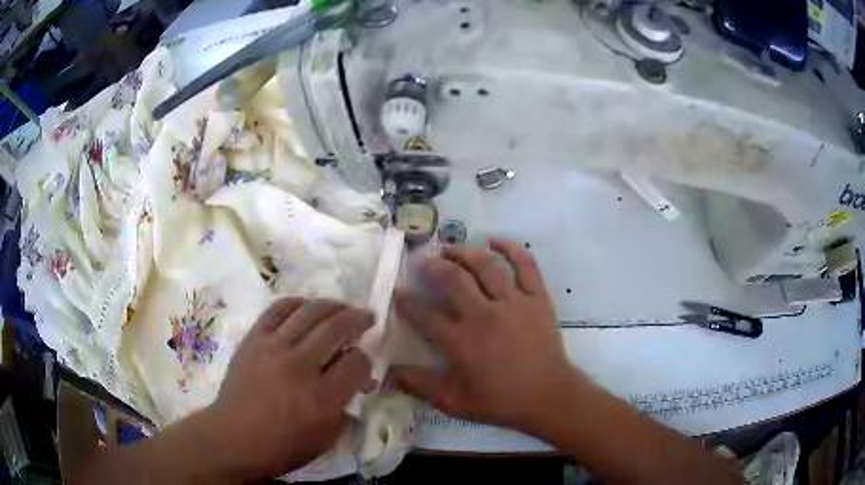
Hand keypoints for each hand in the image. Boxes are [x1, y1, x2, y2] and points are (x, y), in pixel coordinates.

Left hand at [203, 299, 375, 480]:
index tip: (365, 363)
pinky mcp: (254, 339)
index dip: (366, 360)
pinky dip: (297, 303)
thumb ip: (347, 407)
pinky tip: (307, 306)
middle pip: (337, 328)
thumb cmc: (283, 446)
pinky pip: (278, 309)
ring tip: (343, 307)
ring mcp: (274, 348)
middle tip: (367, 316)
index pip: (357, 363)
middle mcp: (300, 366)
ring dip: (333, 305)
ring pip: (310, 312)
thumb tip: (359, 381)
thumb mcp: (327, 438)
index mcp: (322, 397)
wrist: (235, 437)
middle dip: (358, 319)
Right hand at [392, 240, 579, 431]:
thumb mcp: (453, 401)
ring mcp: (513, 302)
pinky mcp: (537, 297)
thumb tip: (386, 375)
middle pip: (452, 279)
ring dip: (464, 252)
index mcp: (460, 341)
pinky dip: (510, 248)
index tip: (398, 293)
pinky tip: (495, 240)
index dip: (407, 302)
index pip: (425, 315)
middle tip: (423, 261)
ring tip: (451, 248)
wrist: (548, 396)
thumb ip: (418, 386)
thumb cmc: (500, 401)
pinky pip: (525, 264)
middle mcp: (483, 314)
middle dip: (433, 266)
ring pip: (485, 265)